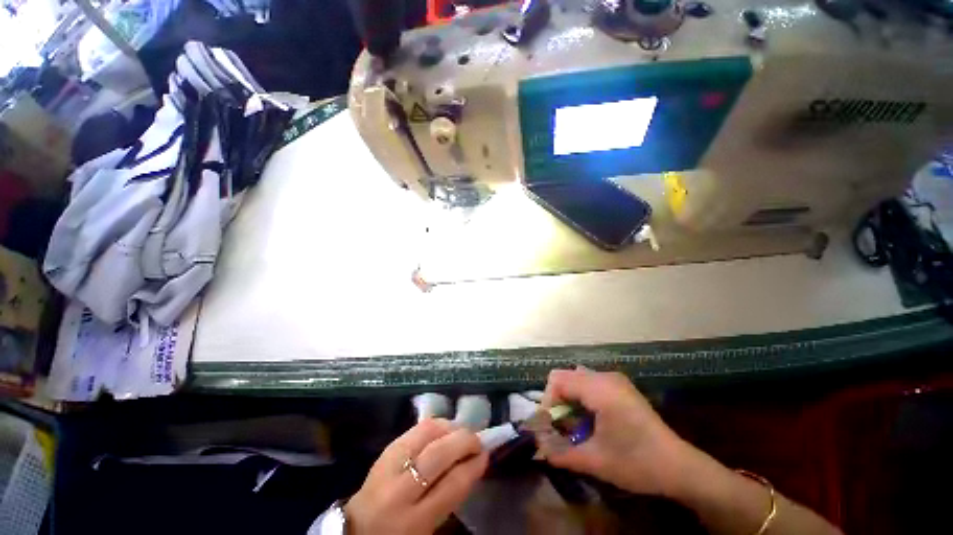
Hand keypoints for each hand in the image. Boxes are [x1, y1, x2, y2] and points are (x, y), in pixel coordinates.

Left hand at [345, 418, 488, 534]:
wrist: (356, 530)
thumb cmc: (400, 534)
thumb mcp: (428, 527)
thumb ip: (450, 496)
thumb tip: (474, 462)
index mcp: (413, 522)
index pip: (452, 485)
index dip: (473, 466)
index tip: (485, 456)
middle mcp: (399, 490)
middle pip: (439, 453)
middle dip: (465, 441)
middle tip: (477, 441)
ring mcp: (389, 464)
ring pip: (426, 433)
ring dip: (450, 428)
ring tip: (461, 432)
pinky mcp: (386, 449)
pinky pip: (416, 428)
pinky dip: (435, 425)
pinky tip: (444, 429)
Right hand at [542, 369, 689, 496]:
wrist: (680, 467)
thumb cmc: (636, 463)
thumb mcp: (595, 461)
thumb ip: (561, 453)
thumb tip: (538, 449)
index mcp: (599, 389)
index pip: (557, 380)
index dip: (547, 401)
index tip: (548, 425)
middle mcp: (605, 377)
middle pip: (565, 375)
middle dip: (556, 399)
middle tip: (559, 425)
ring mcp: (615, 380)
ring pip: (577, 377)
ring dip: (568, 397)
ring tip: (573, 422)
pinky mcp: (621, 386)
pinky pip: (590, 382)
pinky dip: (581, 396)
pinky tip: (590, 418)